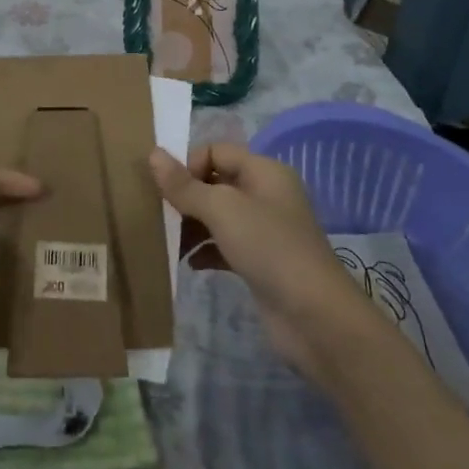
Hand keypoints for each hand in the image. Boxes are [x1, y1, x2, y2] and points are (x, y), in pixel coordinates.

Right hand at [151, 143, 367, 385]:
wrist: (315, 318)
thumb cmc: (269, 248)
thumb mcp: (222, 209)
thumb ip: (184, 185)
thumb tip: (152, 153)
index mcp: (263, 171)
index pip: (216, 151)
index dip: (189, 165)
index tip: (167, 191)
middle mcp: (265, 194)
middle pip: (215, 182)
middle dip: (186, 196)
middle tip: (161, 215)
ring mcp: (265, 230)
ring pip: (218, 215)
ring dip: (192, 225)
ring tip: (170, 241)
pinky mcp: (260, 261)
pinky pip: (224, 244)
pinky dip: (205, 249)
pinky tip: (190, 263)